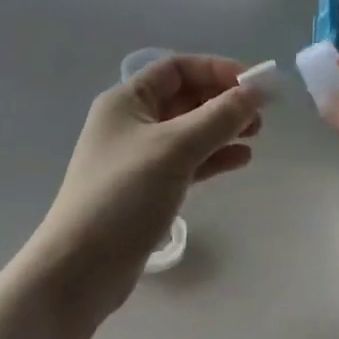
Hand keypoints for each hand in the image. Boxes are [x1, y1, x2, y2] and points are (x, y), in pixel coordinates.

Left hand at [32, 55, 263, 317]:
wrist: (79, 270)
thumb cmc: (124, 195)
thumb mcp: (175, 148)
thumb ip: (220, 117)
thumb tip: (259, 89)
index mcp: (126, 101)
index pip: (177, 69)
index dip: (216, 70)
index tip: (253, 84)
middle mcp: (131, 122)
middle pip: (185, 98)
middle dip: (223, 101)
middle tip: (260, 114)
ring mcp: (139, 157)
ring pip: (190, 130)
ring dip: (222, 129)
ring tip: (255, 136)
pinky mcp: (147, 188)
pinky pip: (188, 161)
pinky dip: (213, 157)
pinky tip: (240, 160)